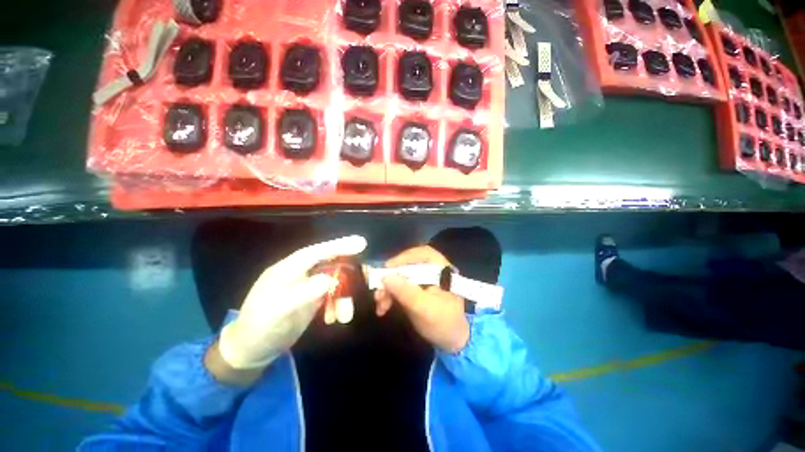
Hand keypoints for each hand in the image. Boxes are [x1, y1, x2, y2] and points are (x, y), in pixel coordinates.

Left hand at [216, 235, 366, 370]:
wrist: (252, 350)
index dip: (337, 245)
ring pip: (333, 279)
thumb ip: (304, 292)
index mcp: (287, 270)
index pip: (315, 252)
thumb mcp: (279, 311)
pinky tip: (336, 317)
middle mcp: (299, 274)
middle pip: (327, 261)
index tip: (360, 243)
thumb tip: (330, 279)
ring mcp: (306, 286)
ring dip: (343, 291)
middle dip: (347, 263)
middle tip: (366, 267)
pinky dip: (337, 303)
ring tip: (347, 309)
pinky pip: (331, 294)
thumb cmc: (261, 328)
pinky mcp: (312, 298)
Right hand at [375, 246, 469, 352]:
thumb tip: (385, 277)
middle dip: (391, 278)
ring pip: (401, 276)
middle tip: (378, 292)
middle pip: (408, 265)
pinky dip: (391, 295)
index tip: (386, 269)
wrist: (454, 342)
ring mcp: (424, 279)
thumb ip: (406, 292)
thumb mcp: (424, 309)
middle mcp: (432, 269)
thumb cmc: (444, 323)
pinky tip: (383, 307)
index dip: (402, 258)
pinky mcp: (417, 289)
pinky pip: (400, 286)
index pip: (421, 254)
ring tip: (379, 304)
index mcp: (440, 268)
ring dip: (388, 288)